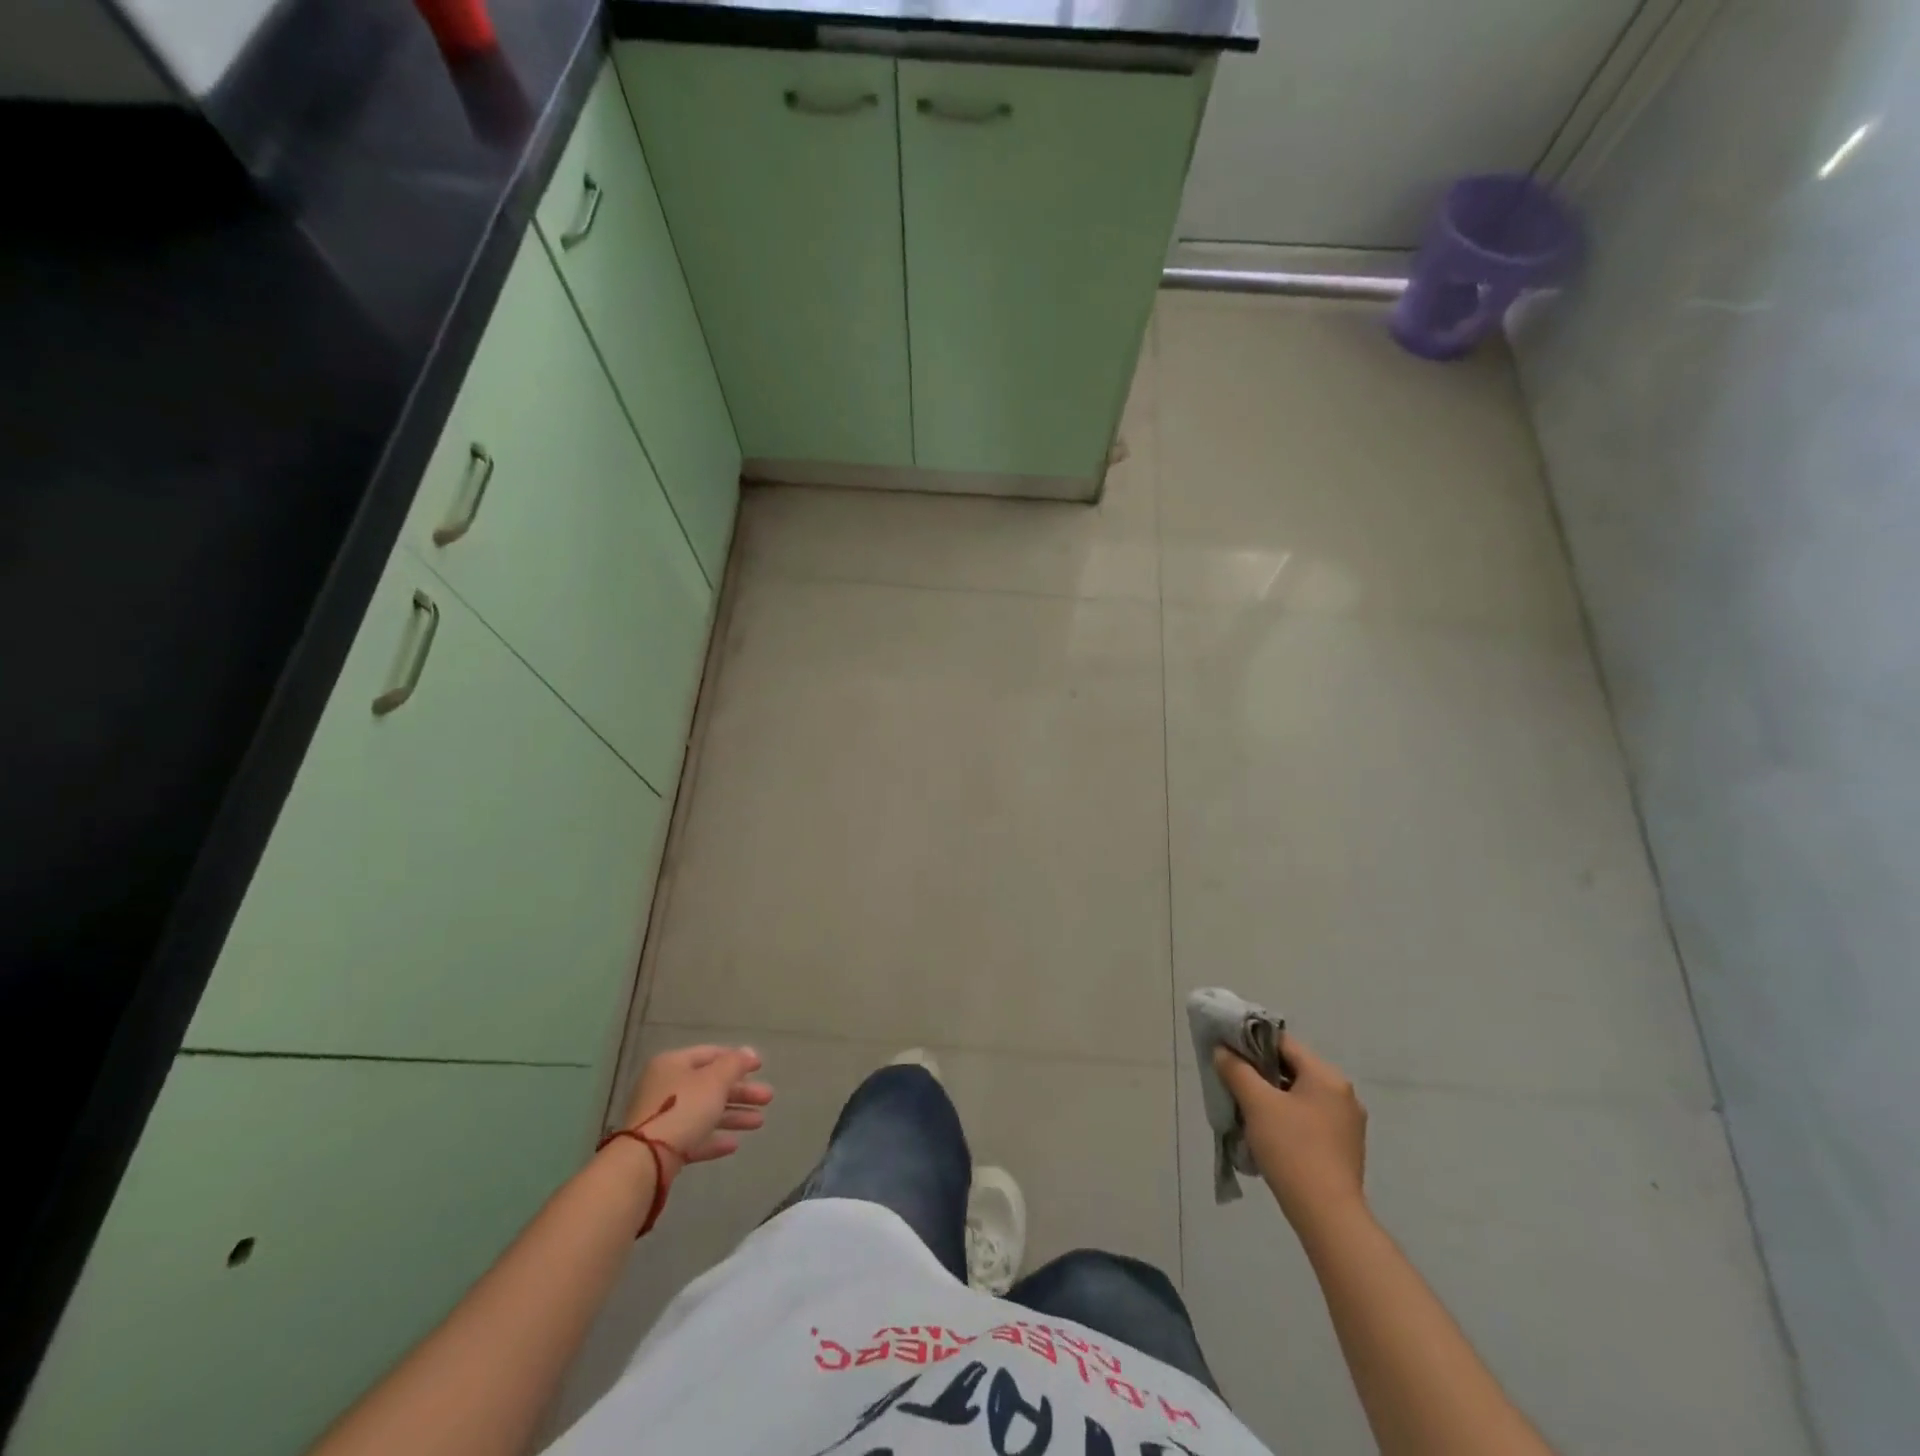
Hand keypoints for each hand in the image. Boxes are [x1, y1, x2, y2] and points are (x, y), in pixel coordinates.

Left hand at [622, 1045, 773, 1165]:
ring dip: (733, 1116)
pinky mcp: (662, 1146)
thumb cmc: (683, 1109)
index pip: (710, 1054)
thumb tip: (749, 1052)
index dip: (737, 1059)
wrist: (645, 1160)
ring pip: (705, 1112)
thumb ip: (734, 1064)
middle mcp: (665, 1087)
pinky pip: (694, 1137)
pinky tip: (734, 1145)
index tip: (760, 1068)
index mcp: (673, 1064)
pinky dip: (714, 1138)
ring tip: (759, 1123)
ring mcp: (662, 1118)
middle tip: (767, 1098)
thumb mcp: (715, 1080)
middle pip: (710, 1085)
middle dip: (741, 1092)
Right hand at [1213, 1033, 1367, 1232]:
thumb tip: (1222, 1050)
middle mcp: (1343, 1094)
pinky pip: (1310, 1118)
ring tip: (1246, 1109)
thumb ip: (1236, 1070)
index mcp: (1327, 1076)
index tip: (1228, 1051)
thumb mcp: (1257, 1104)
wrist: (1328, 1216)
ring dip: (1273, 1097)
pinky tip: (1269, 1133)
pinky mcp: (1345, 1148)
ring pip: (1300, 1095)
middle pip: (1293, 1069)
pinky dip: (1288, 1117)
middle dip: (1261, 1073)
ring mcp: (1348, 1123)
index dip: (1252, 1042)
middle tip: (1233, 1081)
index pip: (1284, 1044)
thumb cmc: (1292, 1149)